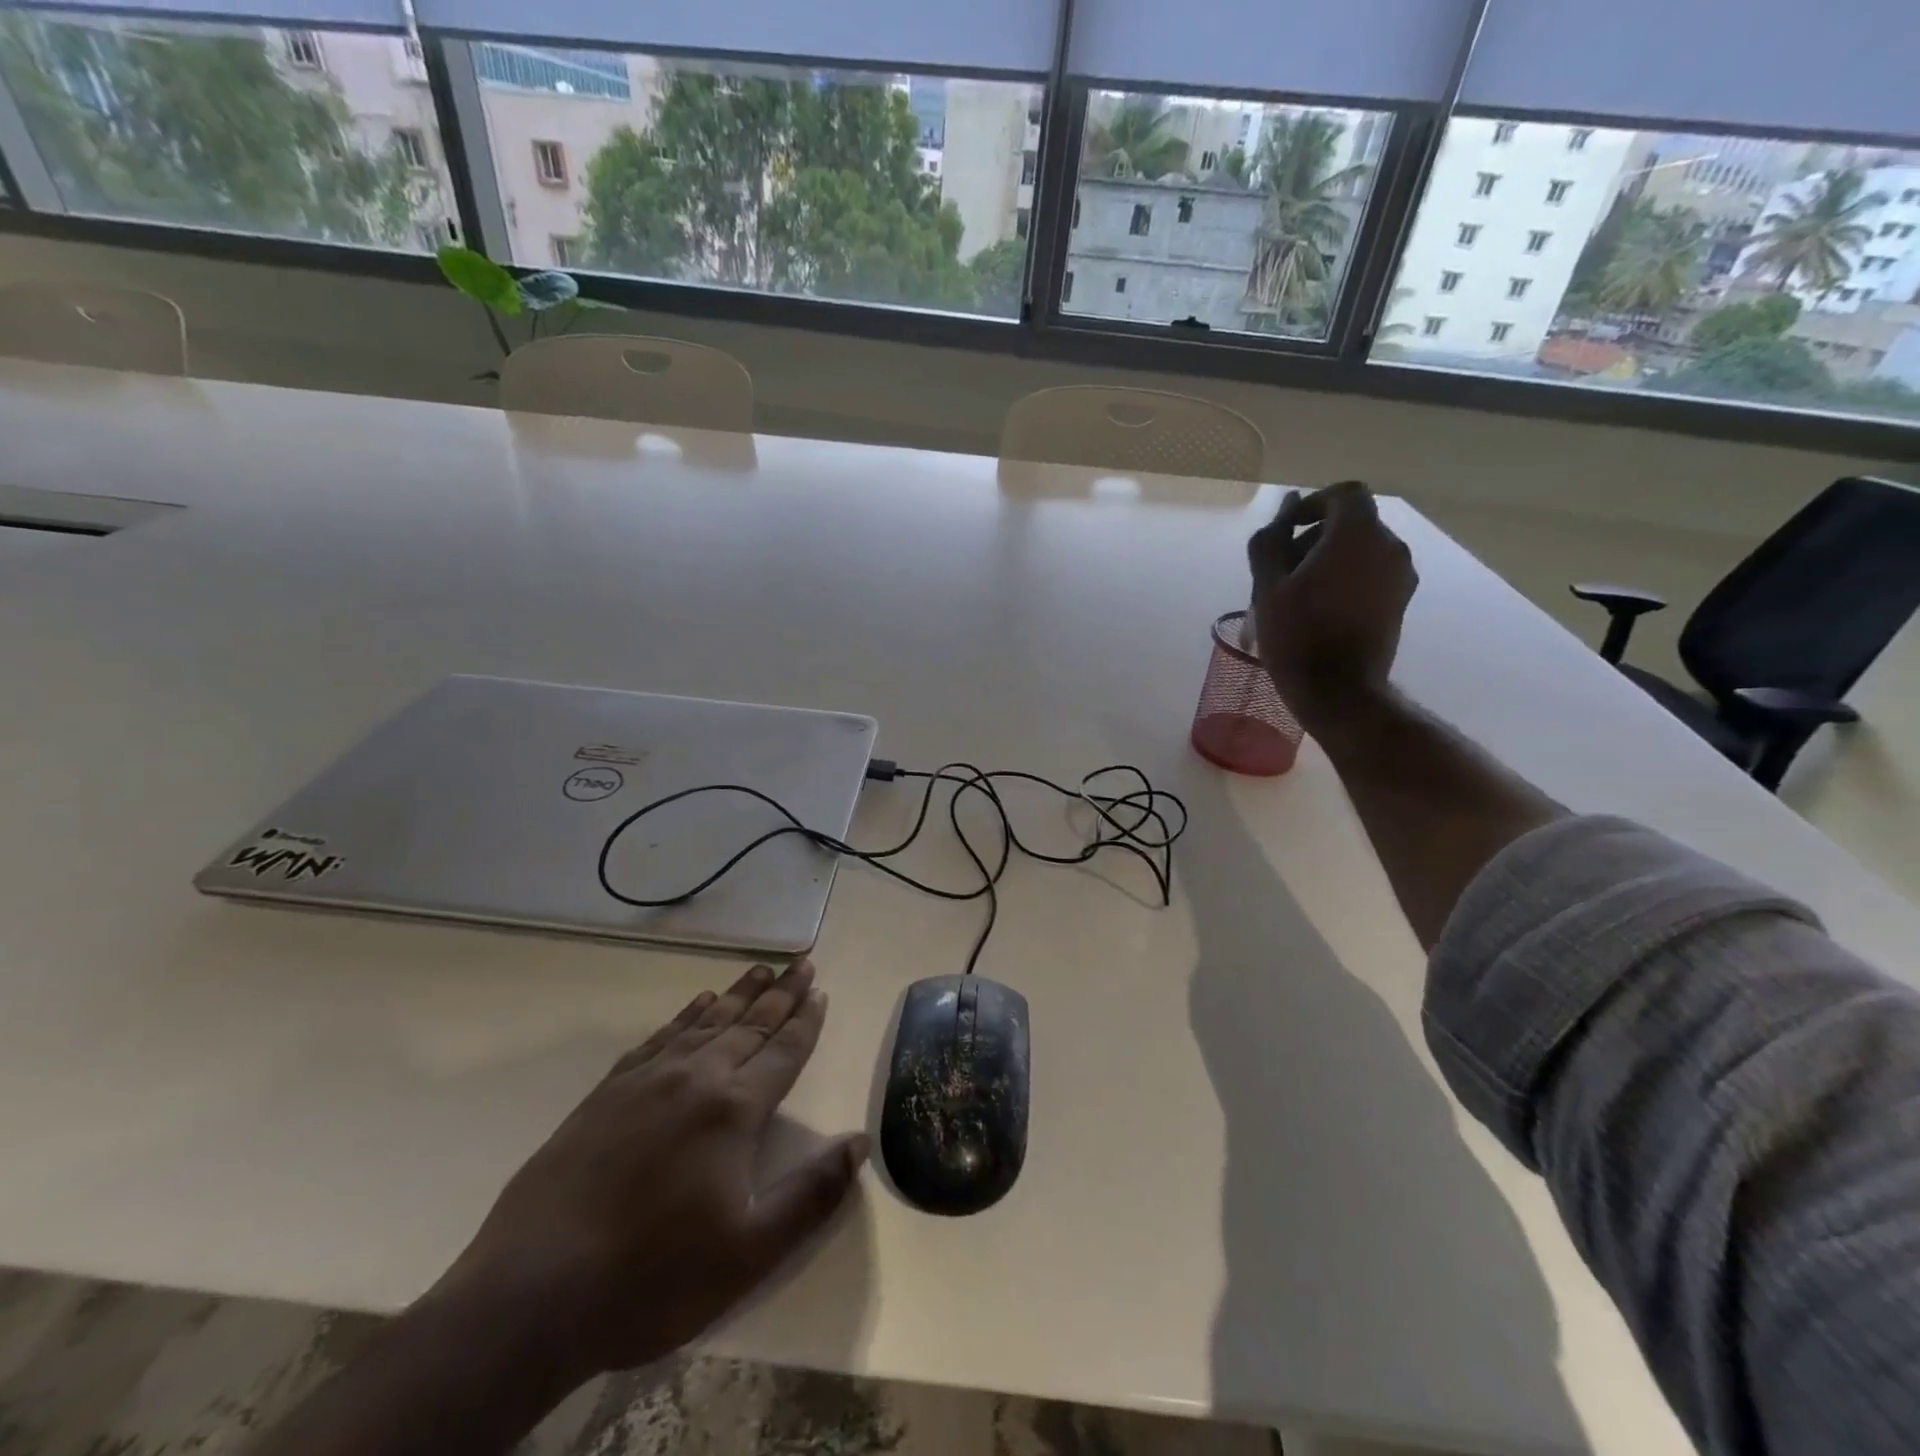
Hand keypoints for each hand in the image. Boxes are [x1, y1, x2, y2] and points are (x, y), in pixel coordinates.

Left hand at [435, 959, 866, 1382]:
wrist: (531, 1294)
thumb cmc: (652, 1278)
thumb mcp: (749, 1253)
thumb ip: (811, 1195)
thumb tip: (858, 1142)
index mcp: (733, 1110)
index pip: (782, 1051)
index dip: (806, 1021)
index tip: (821, 990)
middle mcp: (695, 1078)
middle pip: (749, 1024)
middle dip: (781, 993)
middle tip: (802, 962)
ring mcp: (646, 1080)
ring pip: (706, 1022)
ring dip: (738, 993)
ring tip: (761, 970)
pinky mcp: (607, 1092)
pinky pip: (659, 1037)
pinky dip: (685, 1015)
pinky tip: (697, 1005)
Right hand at [1246, 481, 1416, 726]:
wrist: (1337, 690)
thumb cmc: (1296, 634)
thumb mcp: (1267, 585)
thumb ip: (1272, 539)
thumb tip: (1284, 508)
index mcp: (1357, 534)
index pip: (1343, 494)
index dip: (1313, 505)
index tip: (1287, 530)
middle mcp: (1388, 545)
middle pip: (1352, 523)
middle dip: (1315, 537)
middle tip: (1281, 570)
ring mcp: (1400, 574)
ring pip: (1361, 550)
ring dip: (1329, 560)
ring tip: (1296, 594)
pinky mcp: (1401, 600)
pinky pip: (1372, 573)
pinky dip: (1346, 578)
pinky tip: (1319, 609)